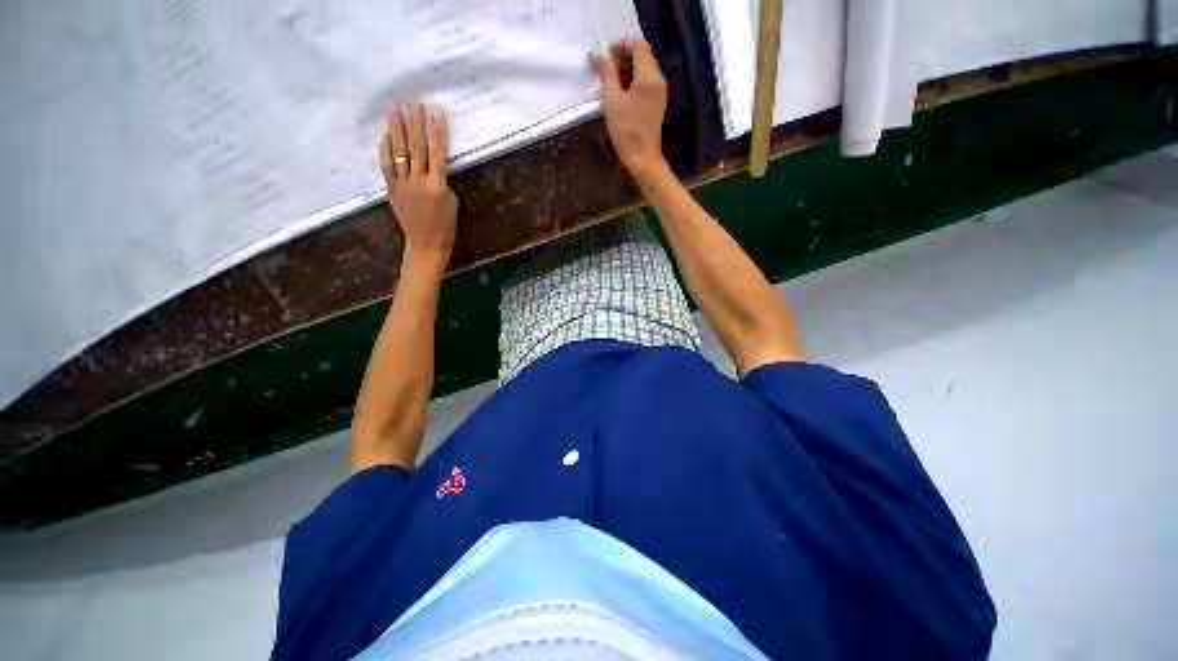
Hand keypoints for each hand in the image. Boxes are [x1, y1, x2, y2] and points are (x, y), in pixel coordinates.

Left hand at [379, 103, 457, 263]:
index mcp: (437, 185)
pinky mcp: (392, 189)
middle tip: (412, 102)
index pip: (438, 152)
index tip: (435, 112)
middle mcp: (418, 181)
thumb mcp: (451, 202)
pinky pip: (388, 167)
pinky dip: (386, 151)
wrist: (426, 243)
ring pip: (399, 152)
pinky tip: (385, 137)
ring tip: (394, 110)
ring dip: (396, 130)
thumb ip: (442, 182)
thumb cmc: (446, 226)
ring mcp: (402, 184)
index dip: (437, 132)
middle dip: (415, 123)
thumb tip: (433, 168)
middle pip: (417, 147)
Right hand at [594, 38, 668, 178]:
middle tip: (604, 69)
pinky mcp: (657, 102)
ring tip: (609, 82)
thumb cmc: (626, 131)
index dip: (620, 45)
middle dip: (622, 57)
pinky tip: (619, 93)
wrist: (642, 158)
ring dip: (626, 70)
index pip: (637, 45)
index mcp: (649, 76)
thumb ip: (607, 73)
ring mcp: (659, 91)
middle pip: (642, 55)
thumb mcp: (612, 100)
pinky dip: (632, 81)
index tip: (604, 56)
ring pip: (643, 69)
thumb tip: (599, 54)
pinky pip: (645, 82)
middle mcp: (658, 79)